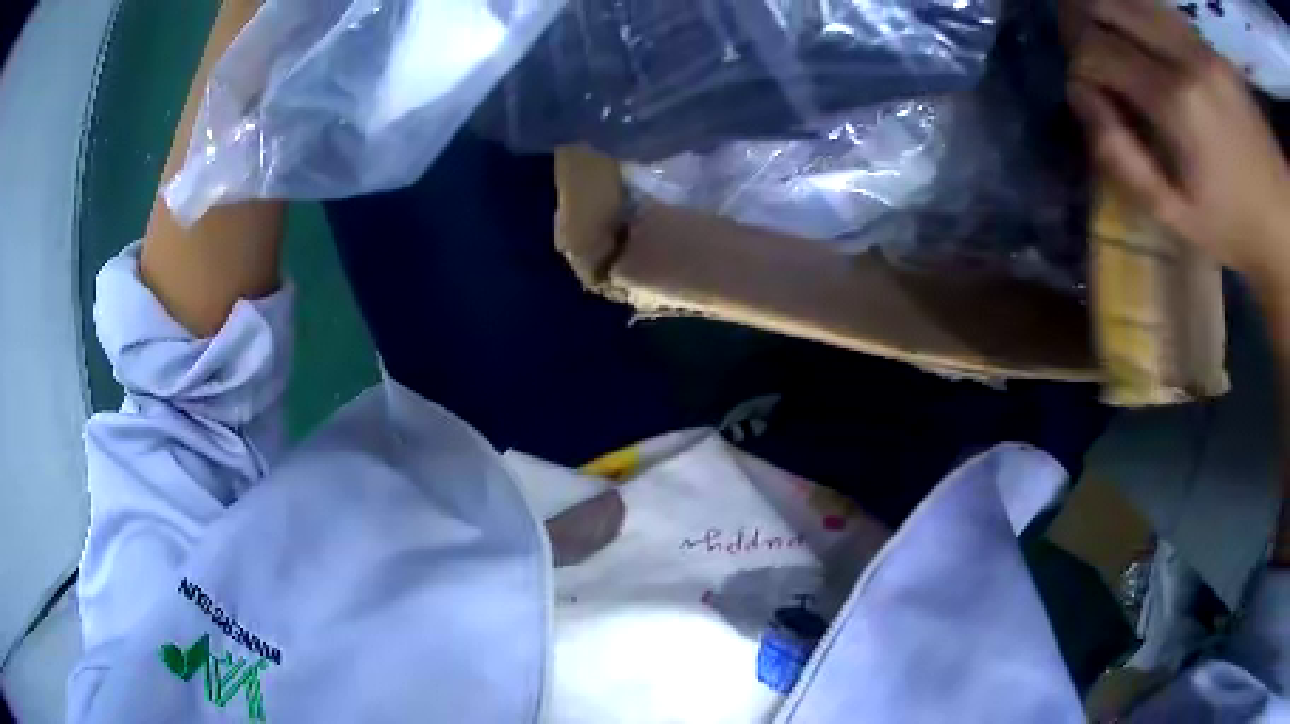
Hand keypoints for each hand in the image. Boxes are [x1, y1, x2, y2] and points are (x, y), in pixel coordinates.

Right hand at [1066, 0, 1289, 292]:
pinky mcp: (1212, 46)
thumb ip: (1121, 154)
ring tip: (1117, 43)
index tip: (1088, 89)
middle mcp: (1188, 57)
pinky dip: (1144, 17)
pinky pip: (1164, 11)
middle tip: (1092, 53)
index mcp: (1179, 104)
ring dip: (1115, 14)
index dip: (1080, 64)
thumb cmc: (1234, 226)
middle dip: (1088, 23)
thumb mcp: (1175, 214)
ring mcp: (1203, 46)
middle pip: (1110, 4)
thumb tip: (1078, 94)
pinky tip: (1150, 43)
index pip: (1098, 48)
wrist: (1282, 222)